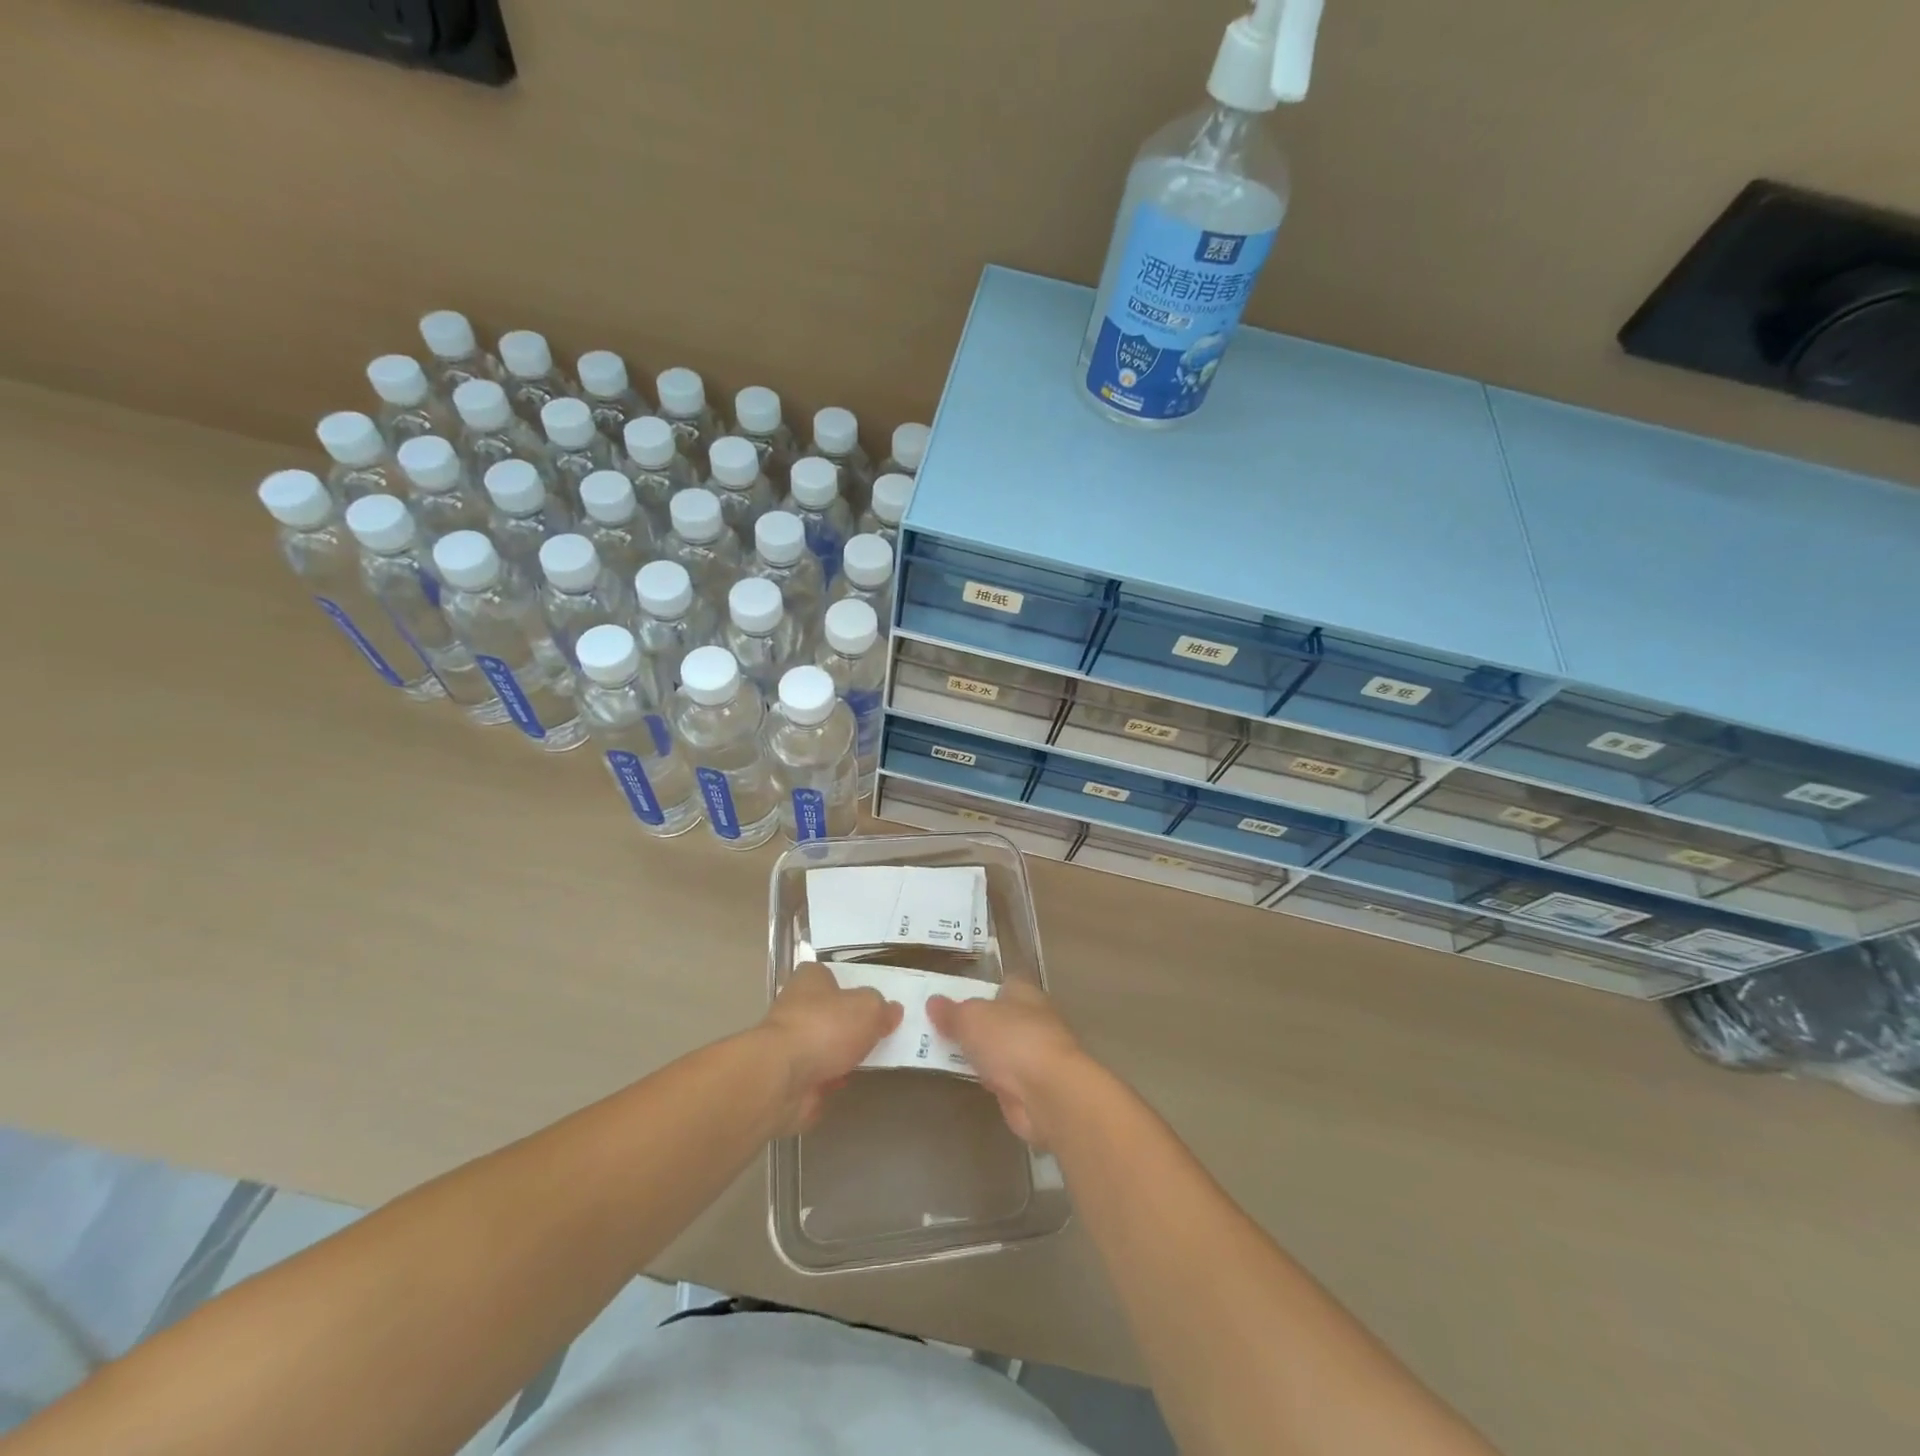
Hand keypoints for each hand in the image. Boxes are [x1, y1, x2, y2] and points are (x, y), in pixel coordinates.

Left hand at [760, 962, 901, 1132]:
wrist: (782, 1078)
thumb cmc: (825, 1027)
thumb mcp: (868, 1008)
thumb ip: (882, 1008)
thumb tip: (892, 1010)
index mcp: (810, 979)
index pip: (830, 974)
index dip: (849, 984)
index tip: (870, 999)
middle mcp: (795, 1006)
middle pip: (828, 1011)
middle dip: (848, 1024)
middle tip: (877, 1032)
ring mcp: (789, 1044)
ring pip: (823, 1045)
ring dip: (840, 1054)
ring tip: (869, 1059)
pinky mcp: (788, 1077)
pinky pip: (817, 1074)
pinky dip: (831, 1080)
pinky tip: (848, 1083)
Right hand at [927, 981, 1086, 1146]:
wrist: (1047, 1093)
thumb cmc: (1011, 1040)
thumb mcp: (970, 1018)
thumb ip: (951, 1011)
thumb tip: (933, 1001)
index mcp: (1024, 993)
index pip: (1001, 984)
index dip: (978, 989)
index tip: (952, 997)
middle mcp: (1033, 1019)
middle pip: (998, 1017)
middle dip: (974, 1023)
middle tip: (938, 1027)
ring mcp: (1033, 1055)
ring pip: (999, 1048)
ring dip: (979, 1053)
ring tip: (942, 1053)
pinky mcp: (1030, 1087)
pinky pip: (1000, 1076)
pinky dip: (986, 1078)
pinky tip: (964, 1079)